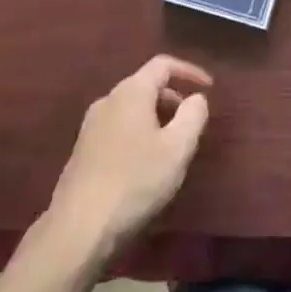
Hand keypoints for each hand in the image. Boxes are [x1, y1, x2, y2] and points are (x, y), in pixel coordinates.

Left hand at [47, 56, 212, 257]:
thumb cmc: (136, 181)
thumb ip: (193, 115)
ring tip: (173, 146)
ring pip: (131, 108)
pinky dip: (139, 132)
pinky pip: (119, 127)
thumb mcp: (177, 149)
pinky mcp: (83, 149)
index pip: (162, 64)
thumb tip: (197, 98)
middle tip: (192, 123)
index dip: (189, 71)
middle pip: (146, 85)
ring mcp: (91, 125)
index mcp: (131, 92)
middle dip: (173, 98)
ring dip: (156, 117)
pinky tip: (146, 164)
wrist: (80, 226)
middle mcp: (107, 100)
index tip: (209, 87)